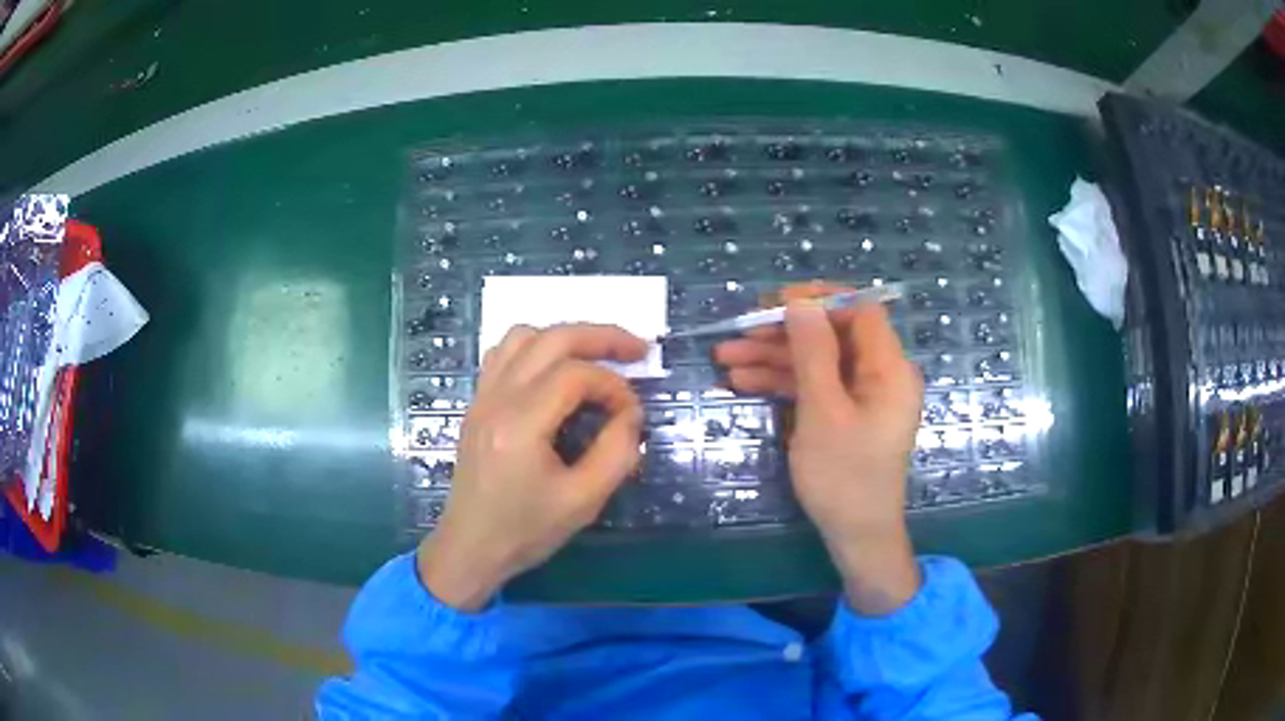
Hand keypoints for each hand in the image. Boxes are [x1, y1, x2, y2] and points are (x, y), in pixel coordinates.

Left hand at [418, 324, 647, 610]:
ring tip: (597, 356)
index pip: (576, 375)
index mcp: (521, 424)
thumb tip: (630, 414)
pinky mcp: (477, 404)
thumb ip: (616, 453)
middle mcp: (497, 399)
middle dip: (601, 337)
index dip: (614, 386)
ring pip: (524, 336)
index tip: (633, 414)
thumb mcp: (583, 502)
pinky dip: (537, 348)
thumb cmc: (526, 531)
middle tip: (638, 349)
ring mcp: (482, 397)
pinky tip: (555, 371)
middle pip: (552, 339)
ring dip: (565, 337)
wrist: (471, 547)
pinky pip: (504, 353)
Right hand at [715, 283, 924, 614]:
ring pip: (818, 362)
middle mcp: (880, 375)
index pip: (859, 311)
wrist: (855, 536)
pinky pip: (816, 387)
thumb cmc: (844, 475)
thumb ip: (813, 352)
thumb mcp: (823, 411)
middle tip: (738, 333)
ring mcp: (862, 397)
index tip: (775, 304)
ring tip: (724, 359)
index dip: (819, 300)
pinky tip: (742, 383)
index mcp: (889, 368)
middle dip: (784, 333)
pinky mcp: (846, 416)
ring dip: (774, 358)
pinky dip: (783, 384)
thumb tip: (800, 302)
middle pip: (832, 336)